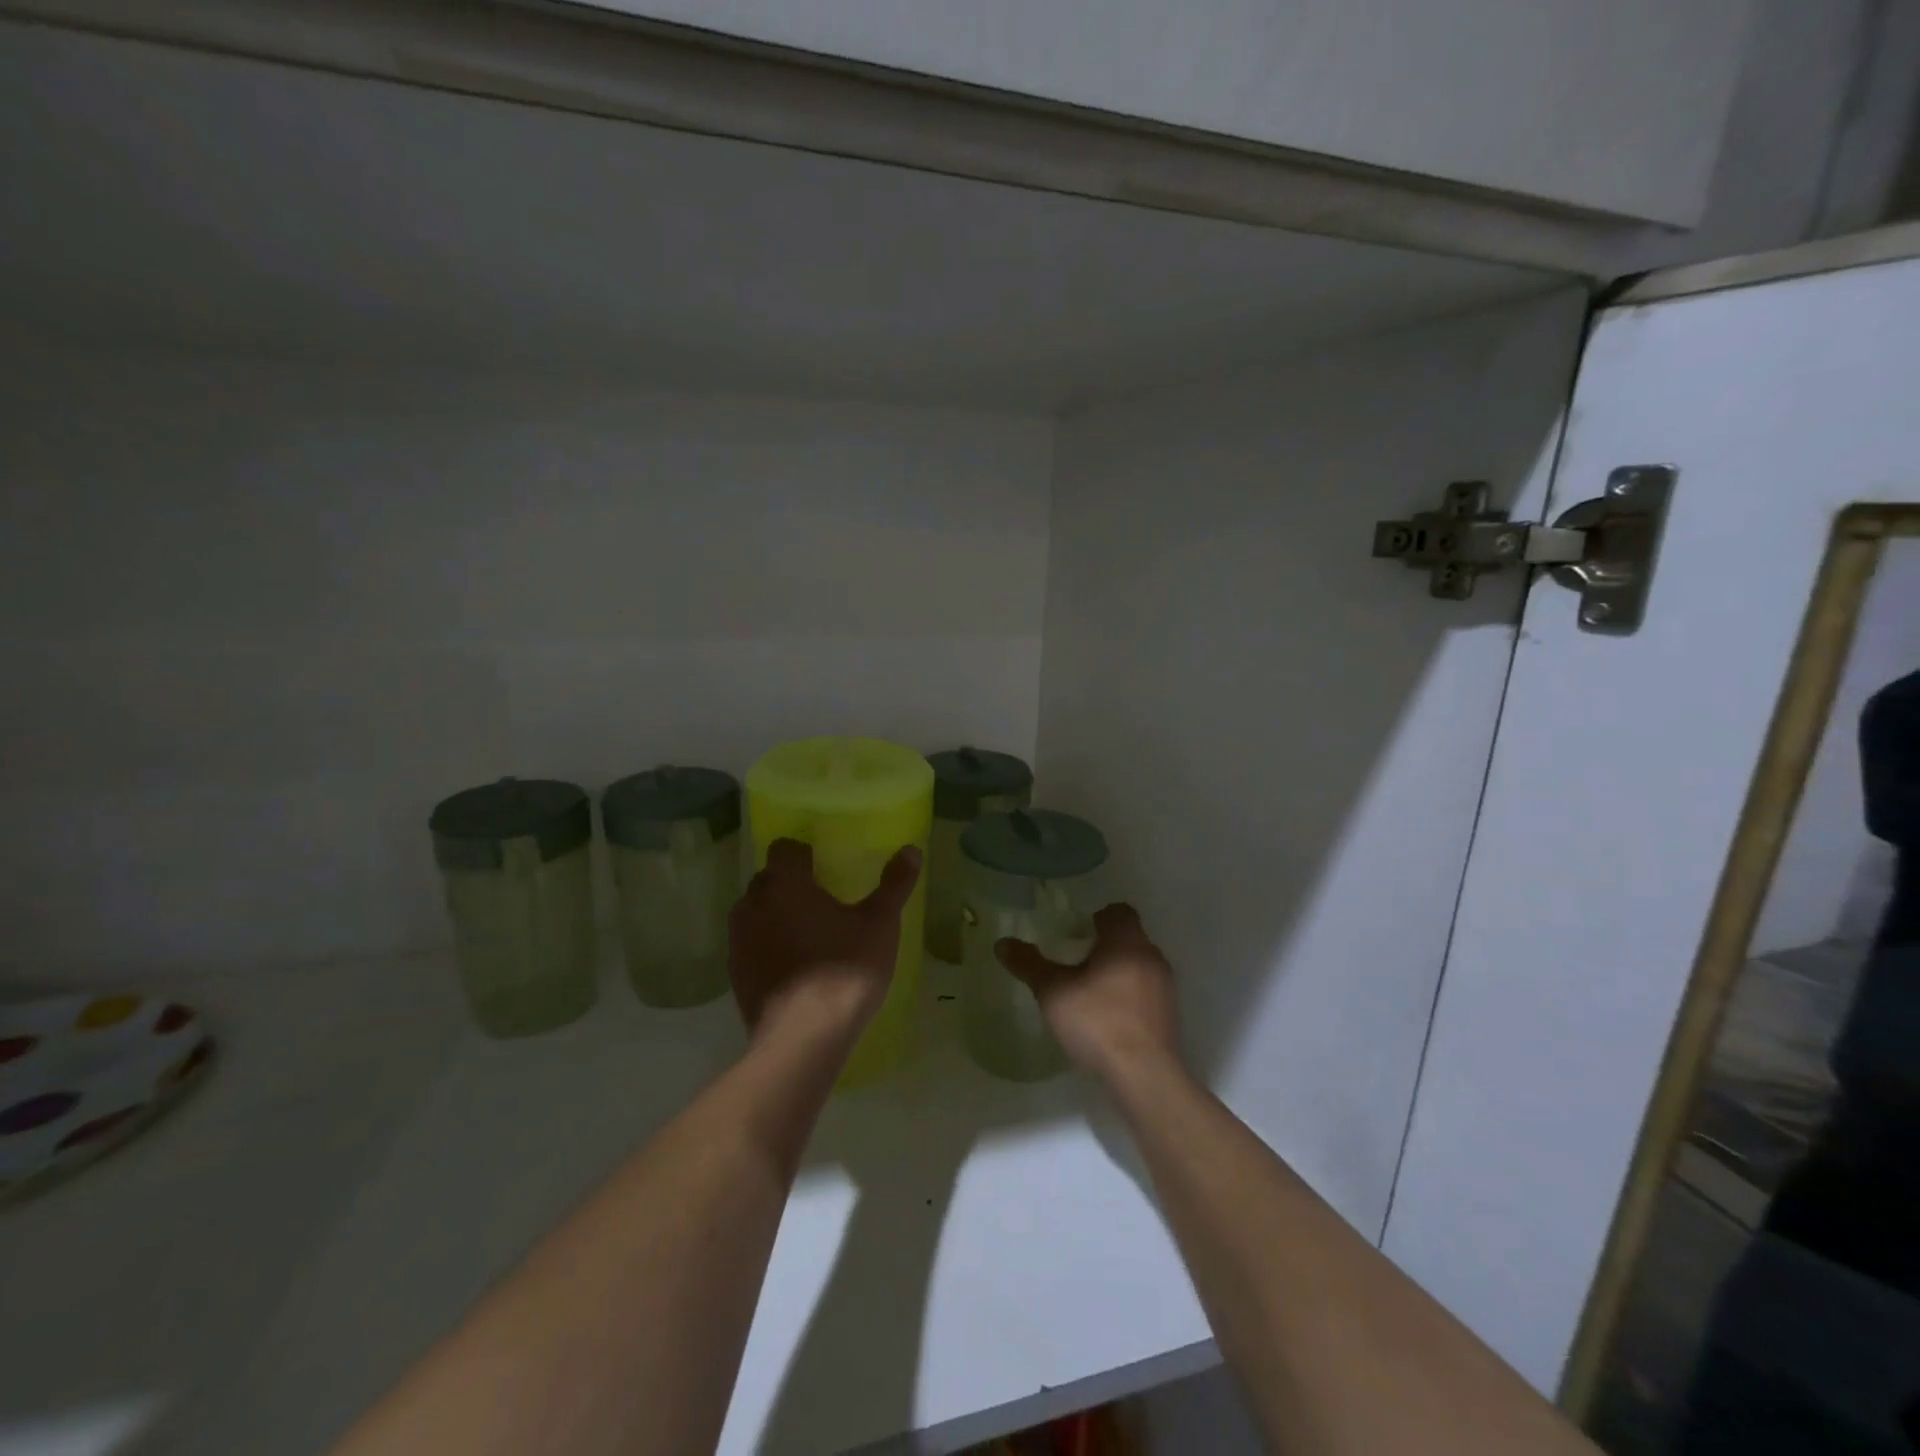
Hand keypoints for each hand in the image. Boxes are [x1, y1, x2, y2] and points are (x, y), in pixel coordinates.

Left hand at [728, 839, 920, 1048]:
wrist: (804, 1037)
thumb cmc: (844, 968)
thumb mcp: (880, 923)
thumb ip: (894, 884)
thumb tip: (911, 850)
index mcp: (784, 882)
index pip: (785, 848)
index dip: (803, 854)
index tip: (825, 868)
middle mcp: (753, 904)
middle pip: (769, 880)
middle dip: (790, 885)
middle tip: (823, 902)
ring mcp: (739, 941)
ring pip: (757, 914)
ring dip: (776, 916)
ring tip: (809, 935)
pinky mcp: (736, 975)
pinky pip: (752, 947)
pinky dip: (768, 948)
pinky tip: (795, 968)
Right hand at [995, 902, 1181, 1087]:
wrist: (1144, 1075)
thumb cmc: (1098, 1021)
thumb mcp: (1053, 992)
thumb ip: (1029, 964)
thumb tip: (1002, 943)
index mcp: (1126, 941)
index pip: (1119, 911)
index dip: (1097, 917)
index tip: (1076, 932)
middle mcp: (1151, 956)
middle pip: (1129, 937)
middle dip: (1104, 945)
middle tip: (1075, 960)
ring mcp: (1165, 987)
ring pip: (1139, 965)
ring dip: (1117, 971)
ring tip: (1089, 991)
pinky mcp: (1170, 1015)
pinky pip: (1146, 991)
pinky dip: (1128, 995)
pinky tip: (1108, 1017)